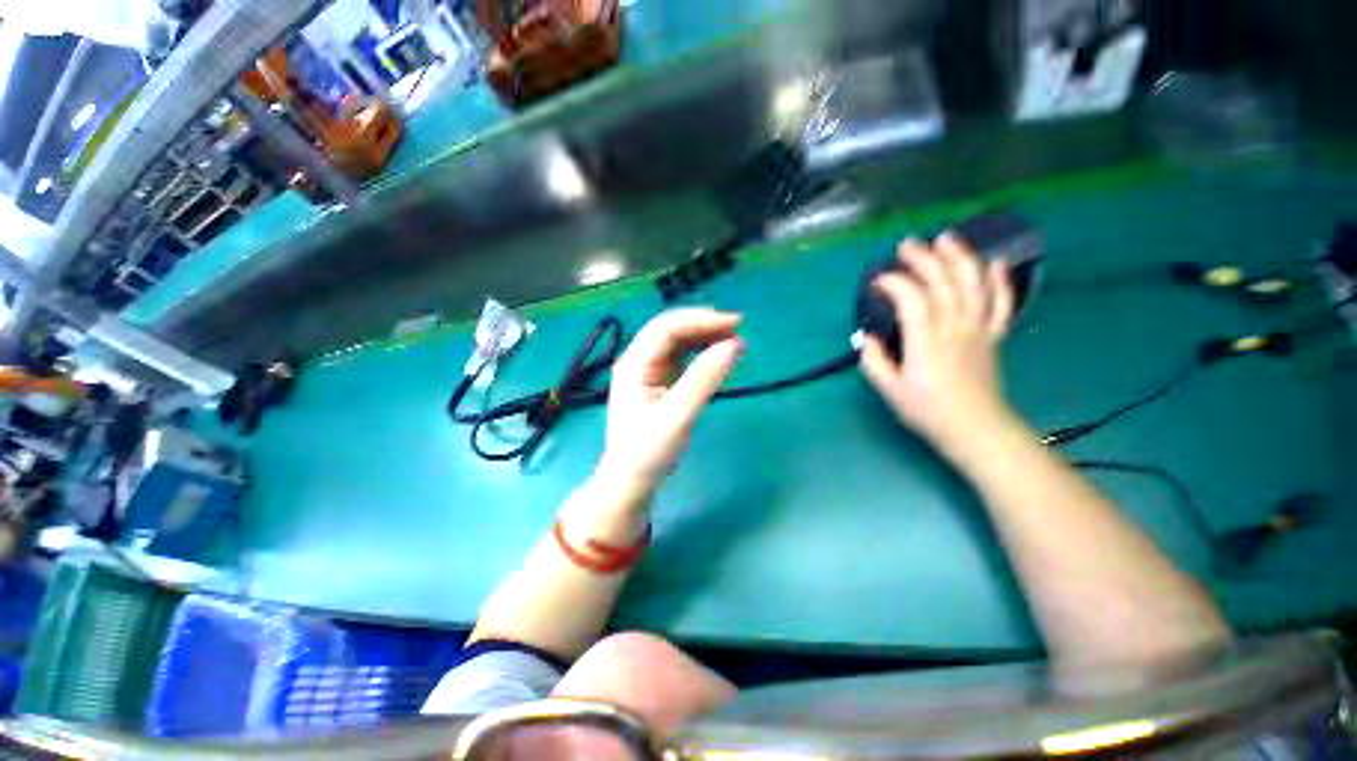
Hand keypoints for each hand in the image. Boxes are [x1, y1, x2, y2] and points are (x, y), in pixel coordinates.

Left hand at [601, 309, 742, 492]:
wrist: (631, 478)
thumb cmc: (649, 450)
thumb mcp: (679, 414)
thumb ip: (705, 378)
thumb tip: (735, 345)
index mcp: (634, 364)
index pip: (666, 328)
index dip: (700, 320)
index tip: (735, 324)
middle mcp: (637, 360)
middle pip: (670, 329)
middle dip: (703, 324)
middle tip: (737, 329)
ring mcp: (646, 369)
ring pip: (676, 340)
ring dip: (703, 335)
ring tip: (732, 339)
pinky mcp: (657, 379)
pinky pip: (679, 355)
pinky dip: (700, 350)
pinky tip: (716, 353)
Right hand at [860, 233, 1014, 448]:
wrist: (975, 428)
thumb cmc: (928, 411)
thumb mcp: (889, 390)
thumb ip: (874, 361)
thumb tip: (866, 338)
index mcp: (926, 342)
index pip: (912, 299)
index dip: (894, 283)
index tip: (877, 281)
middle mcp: (955, 328)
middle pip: (943, 282)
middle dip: (923, 259)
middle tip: (906, 245)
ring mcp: (978, 329)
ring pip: (973, 284)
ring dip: (960, 257)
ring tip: (946, 238)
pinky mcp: (993, 335)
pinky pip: (1001, 302)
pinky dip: (999, 280)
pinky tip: (994, 262)